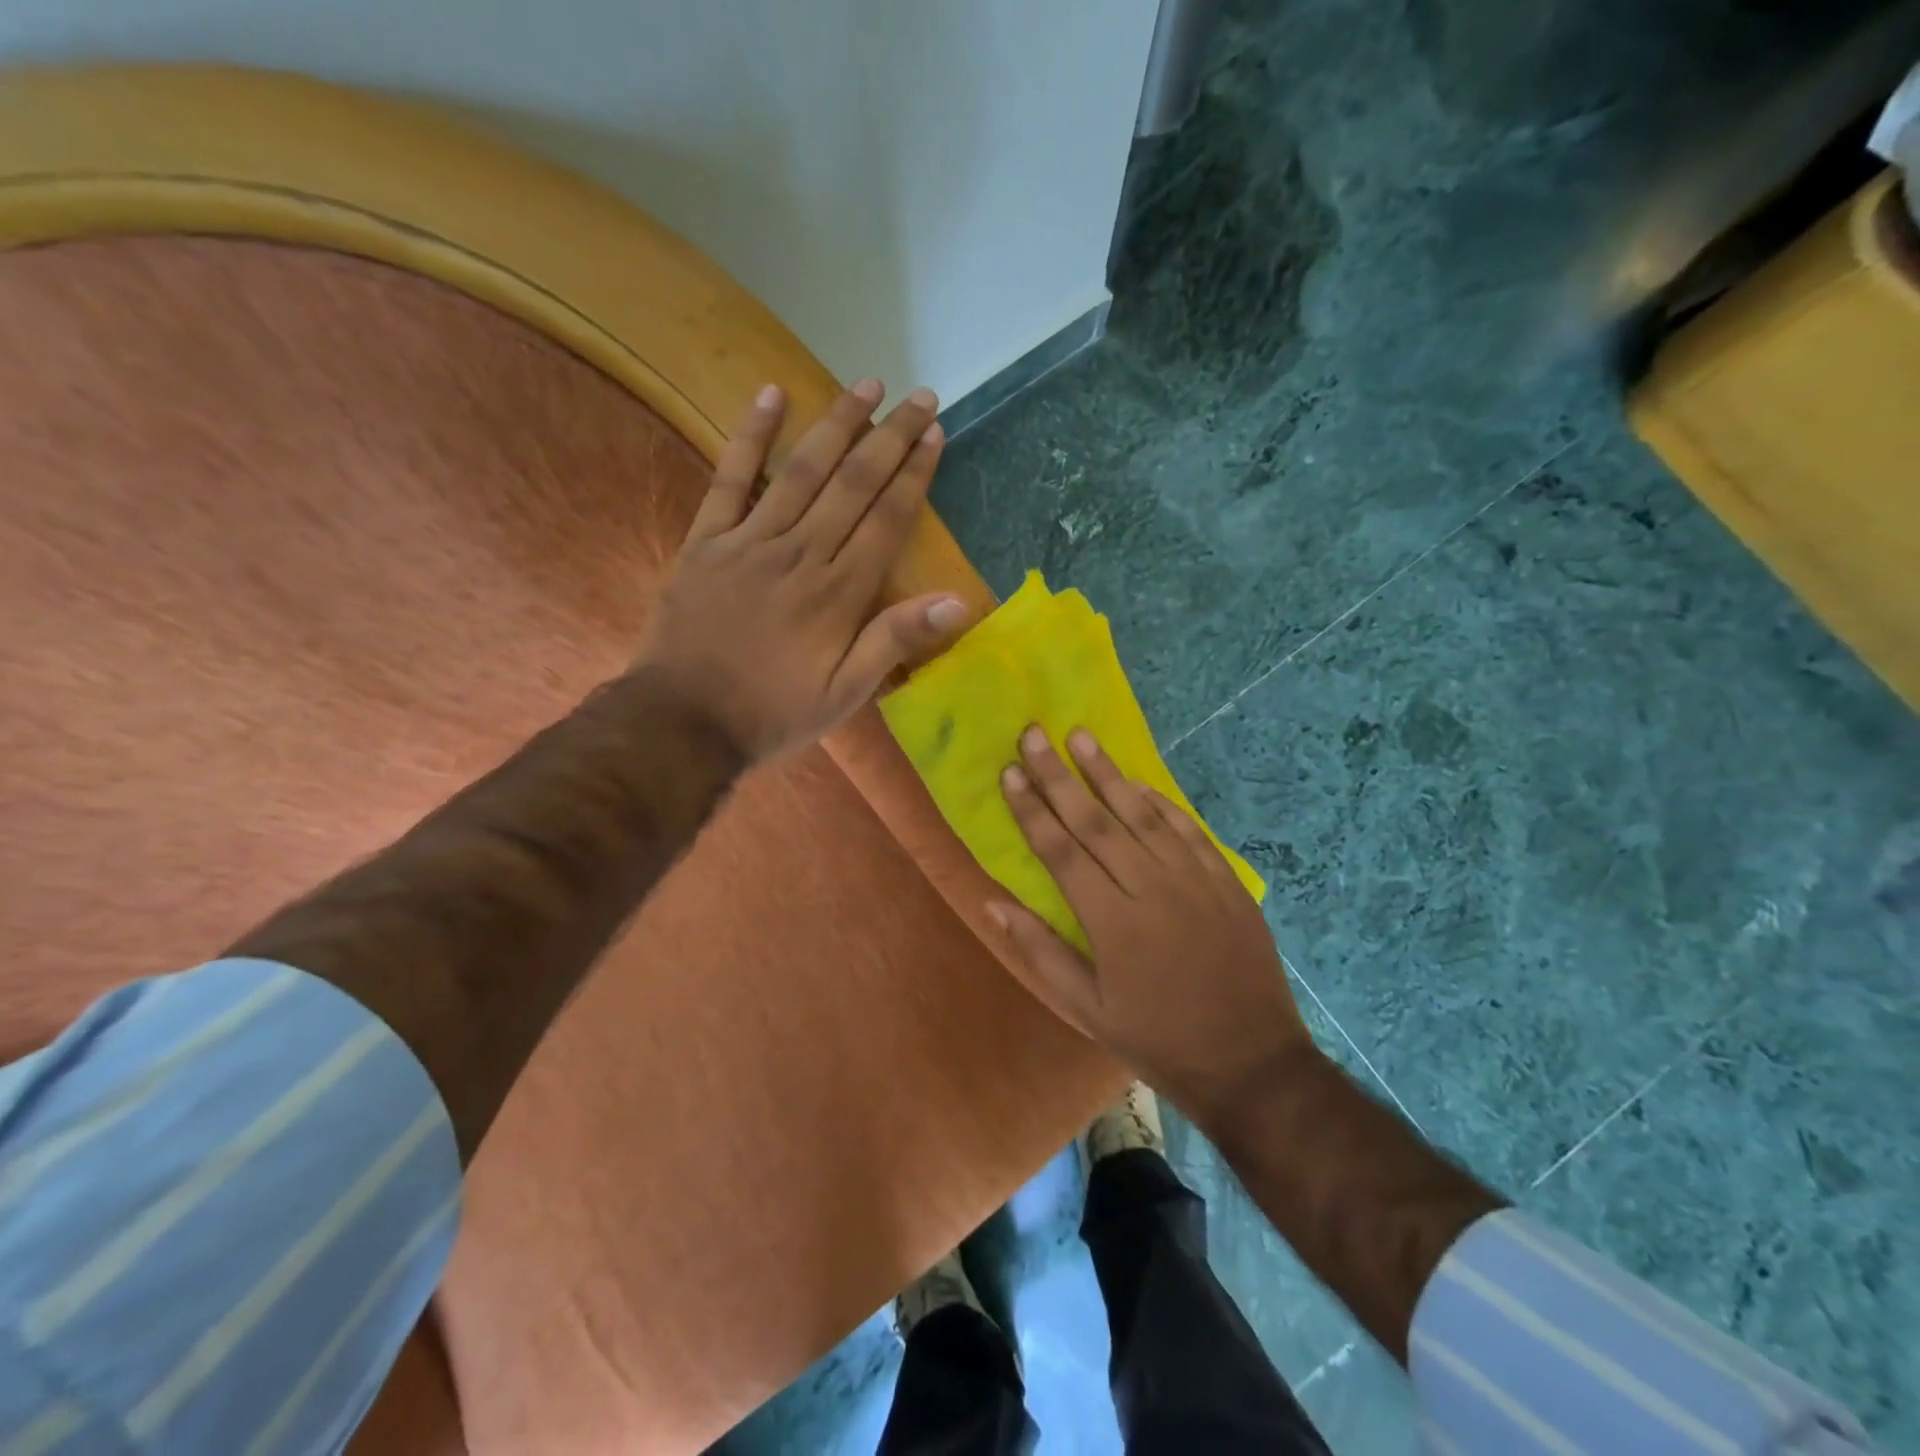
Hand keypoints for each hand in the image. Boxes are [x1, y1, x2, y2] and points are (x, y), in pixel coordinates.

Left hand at [639, 380, 968, 762]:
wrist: (684, 721)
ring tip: (866, 385)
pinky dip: (750, 436)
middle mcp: (801, 553)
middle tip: (918, 396)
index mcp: (838, 592)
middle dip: (889, 437)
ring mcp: (750, 541)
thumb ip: (895, 640)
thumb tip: (957, 601)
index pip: (886, 518)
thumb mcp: (846, 693)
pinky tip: (771, 395)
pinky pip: (730, 478)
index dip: (914, 473)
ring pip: (802, 471)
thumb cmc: (774, 712)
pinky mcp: (707, 540)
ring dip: (837, 424)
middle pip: (853, 483)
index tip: (934, 433)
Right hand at [992, 726, 1318, 1124]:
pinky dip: (1161, 803)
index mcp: (1111, 921)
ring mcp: (1193, 880)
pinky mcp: (1225, 881)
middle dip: (1059, 776)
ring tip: (1080, 736)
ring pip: (1141, 815)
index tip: (1010, 772)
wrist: (1250, 1061)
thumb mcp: (1088, 1009)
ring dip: (1107, 773)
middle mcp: (1150, 888)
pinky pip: (1188, 830)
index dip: (1032, 809)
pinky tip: (1138, 782)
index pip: (1060, 851)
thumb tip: (993, 904)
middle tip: (1034, 734)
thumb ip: (1041, 951)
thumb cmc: (1158, 1038)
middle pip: (1095, 821)